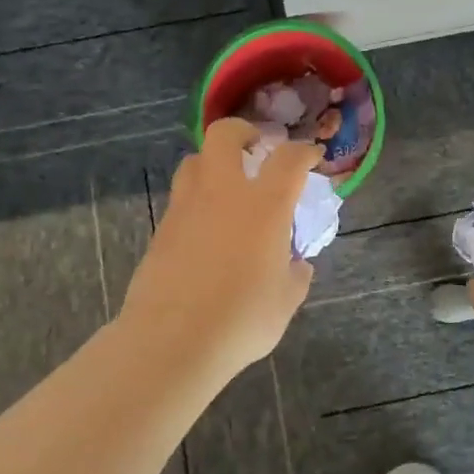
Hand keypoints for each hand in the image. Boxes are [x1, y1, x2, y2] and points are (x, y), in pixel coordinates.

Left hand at [118, 118, 319, 381]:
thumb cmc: (240, 320)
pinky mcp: (161, 229)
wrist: (171, 341)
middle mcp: (223, 193)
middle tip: (257, 149)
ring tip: (227, 185)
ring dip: (213, 162)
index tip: (311, 157)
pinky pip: (180, 198)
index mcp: (264, 205)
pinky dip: (197, 199)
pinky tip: (206, 227)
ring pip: (194, 161)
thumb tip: (296, 265)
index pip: (288, 158)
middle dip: (243, 132)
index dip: (303, 152)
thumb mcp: (285, 302)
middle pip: (225, 135)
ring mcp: (186, 208)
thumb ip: (296, 276)